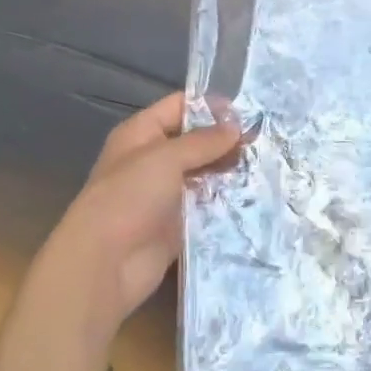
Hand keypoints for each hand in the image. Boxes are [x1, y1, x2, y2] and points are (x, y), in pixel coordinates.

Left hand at [40, 93, 240, 340]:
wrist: (104, 265)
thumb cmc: (129, 198)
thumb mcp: (165, 158)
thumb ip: (202, 141)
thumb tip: (236, 126)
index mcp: (141, 134)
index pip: (179, 107)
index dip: (210, 106)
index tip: (248, 112)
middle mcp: (153, 160)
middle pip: (194, 141)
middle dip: (225, 140)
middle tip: (264, 140)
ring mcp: (165, 193)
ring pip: (203, 174)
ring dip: (229, 170)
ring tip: (265, 164)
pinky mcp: (177, 224)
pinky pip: (206, 205)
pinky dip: (226, 200)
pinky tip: (255, 195)